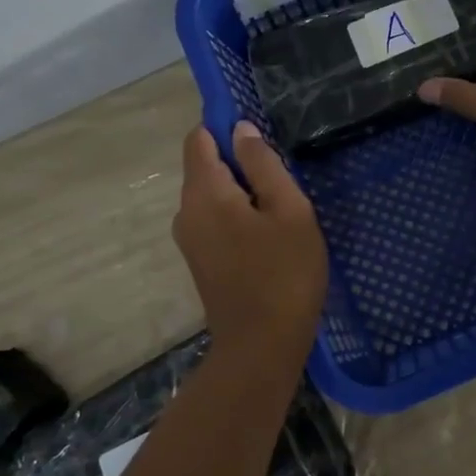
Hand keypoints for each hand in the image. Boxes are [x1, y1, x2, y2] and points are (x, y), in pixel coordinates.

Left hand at [173, 121, 327, 366]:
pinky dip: (236, 215)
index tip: (260, 138)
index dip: (225, 128)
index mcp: (204, 193)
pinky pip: (213, 219)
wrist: (261, 346)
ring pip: (211, 195)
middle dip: (239, 164)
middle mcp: (186, 211)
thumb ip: (263, 165)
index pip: (199, 139)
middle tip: (282, 181)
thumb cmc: (284, 273)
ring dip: (241, 192)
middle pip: (204, 167)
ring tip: (280, 210)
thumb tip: (241, 131)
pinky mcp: (199, 260)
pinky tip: (268, 235)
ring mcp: (189, 239)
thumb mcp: (289, 210)